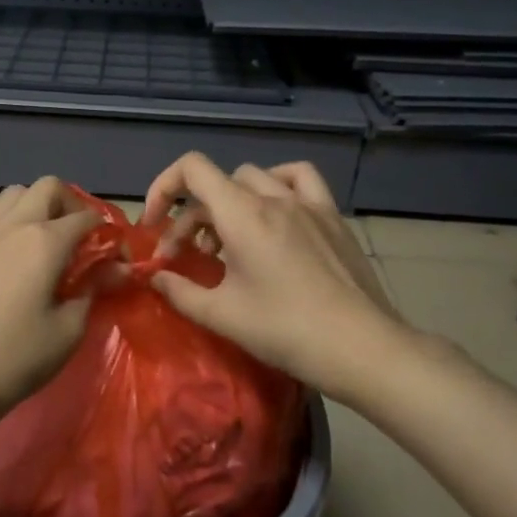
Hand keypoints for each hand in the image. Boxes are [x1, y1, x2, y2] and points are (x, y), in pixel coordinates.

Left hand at [0, 177, 98, 427]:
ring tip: (39, 237)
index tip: (115, 260)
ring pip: (12, 193)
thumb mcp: (70, 327)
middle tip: (78, 240)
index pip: (88, 220)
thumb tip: (116, 269)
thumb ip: (94, 289)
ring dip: (32, 206)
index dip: (108, 235)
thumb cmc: (20, 357)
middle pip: (49, 188)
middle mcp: (14, 225)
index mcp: (47, 241)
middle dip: (71, 206)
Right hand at [144, 153, 417, 402]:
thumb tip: (155, 276)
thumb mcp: (222, 315)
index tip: (155, 226)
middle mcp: (274, 197)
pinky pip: (300, 181)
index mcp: (243, 214)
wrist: (361, 347)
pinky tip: (276, 214)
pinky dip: (278, 187)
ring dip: (231, 201)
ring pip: (256, 178)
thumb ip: (180, 291)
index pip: (192, 168)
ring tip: (229, 237)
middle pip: (219, 183)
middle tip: (188, 256)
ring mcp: (309, 204)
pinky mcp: (333, 218)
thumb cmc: (285, 331)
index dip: (163, 187)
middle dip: (193, 215)